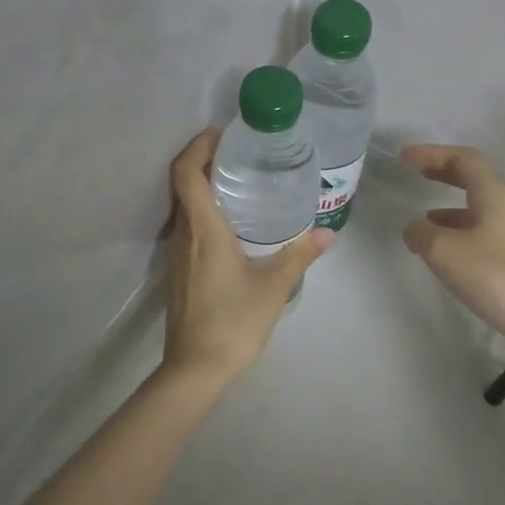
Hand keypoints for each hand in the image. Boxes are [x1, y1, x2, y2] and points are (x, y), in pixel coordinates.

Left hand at [161, 129, 332, 386]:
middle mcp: (183, 235)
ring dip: (204, 189)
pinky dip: (204, 214)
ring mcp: (176, 255)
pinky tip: (232, 228)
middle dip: (205, 162)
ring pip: (185, 208)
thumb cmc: (233, 321)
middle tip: (240, 155)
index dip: (198, 146)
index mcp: (203, 228)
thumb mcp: (273, 286)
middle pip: (183, 185)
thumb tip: (327, 234)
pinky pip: (188, 230)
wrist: (195, 370)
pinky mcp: (178, 273)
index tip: (222, 134)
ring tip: (240, 184)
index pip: (186, 172)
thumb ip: (299, 255)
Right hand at [400, 144, 504, 355]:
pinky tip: (446, 254)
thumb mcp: (444, 251)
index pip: (464, 159)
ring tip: (424, 220)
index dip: (433, 154)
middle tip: (416, 173)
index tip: (405, 157)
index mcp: (495, 195)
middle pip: (475, 180)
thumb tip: (414, 228)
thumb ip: (421, 233)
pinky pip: (484, 234)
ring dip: (450, 208)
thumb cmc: (495, 277)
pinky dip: (460, 233)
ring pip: (480, 209)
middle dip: (443, 174)